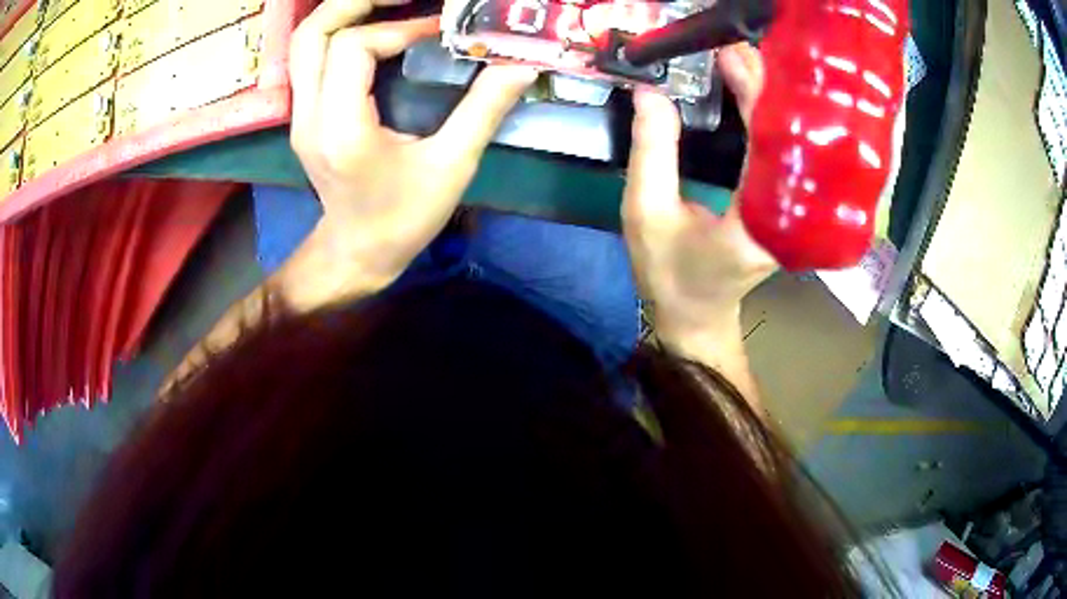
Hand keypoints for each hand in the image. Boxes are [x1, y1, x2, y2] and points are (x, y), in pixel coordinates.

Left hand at [288, 0, 537, 291]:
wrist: (357, 252)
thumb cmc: (403, 219)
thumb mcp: (451, 167)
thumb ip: (484, 110)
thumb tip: (521, 66)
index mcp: (342, 128)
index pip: (353, 47)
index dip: (398, 28)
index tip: (439, 32)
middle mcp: (310, 115)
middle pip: (312, 34)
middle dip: (356, 3)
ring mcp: (301, 115)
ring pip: (304, 43)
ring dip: (342, 13)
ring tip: (388, 5)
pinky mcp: (305, 115)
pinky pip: (311, 58)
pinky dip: (338, 32)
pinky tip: (374, 30)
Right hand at [622, 43, 771, 353]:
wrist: (696, 314)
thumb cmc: (670, 273)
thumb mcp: (647, 213)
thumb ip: (651, 151)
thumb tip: (651, 91)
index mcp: (761, 223)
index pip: (772, 144)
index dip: (757, 93)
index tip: (734, 55)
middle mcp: (790, 216)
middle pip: (790, 137)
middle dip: (766, 86)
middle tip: (736, 47)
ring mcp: (794, 212)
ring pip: (792, 142)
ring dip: (769, 97)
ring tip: (741, 60)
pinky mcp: (785, 206)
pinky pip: (783, 153)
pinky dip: (767, 118)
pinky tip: (751, 93)